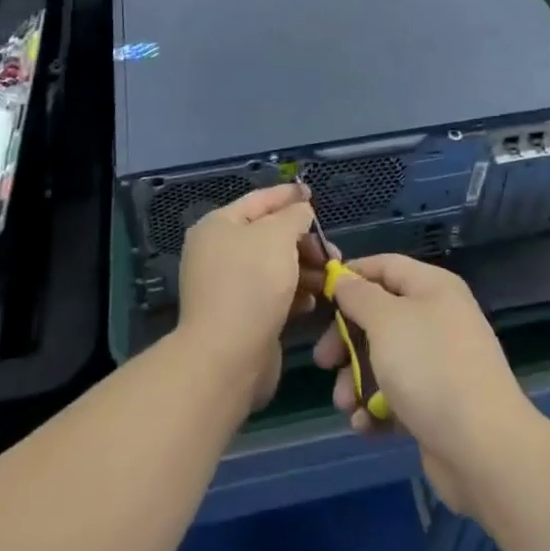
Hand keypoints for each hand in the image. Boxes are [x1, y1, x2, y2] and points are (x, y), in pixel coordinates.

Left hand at [176, 183, 322, 411]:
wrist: (228, 356)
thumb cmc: (252, 282)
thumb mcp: (278, 235)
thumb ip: (294, 215)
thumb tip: (301, 211)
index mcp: (218, 226)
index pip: (259, 200)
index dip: (288, 195)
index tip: (313, 194)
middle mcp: (218, 252)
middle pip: (268, 235)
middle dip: (303, 240)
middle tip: (331, 250)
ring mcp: (228, 286)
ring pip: (274, 267)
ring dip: (304, 268)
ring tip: (330, 277)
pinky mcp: (241, 316)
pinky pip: (272, 295)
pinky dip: (294, 294)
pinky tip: (312, 300)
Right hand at [312, 255, 542, 516]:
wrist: (484, 448)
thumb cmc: (430, 368)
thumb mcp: (386, 320)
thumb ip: (359, 295)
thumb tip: (345, 279)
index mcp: (432, 287)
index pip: (385, 266)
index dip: (351, 275)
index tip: (320, 295)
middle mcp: (438, 318)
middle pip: (380, 315)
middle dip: (347, 339)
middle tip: (323, 361)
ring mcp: (439, 362)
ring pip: (384, 359)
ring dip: (356, 379)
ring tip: (344, 403)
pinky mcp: (438, 404)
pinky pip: (398, 395)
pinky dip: (377, 407)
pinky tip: (365, 425)